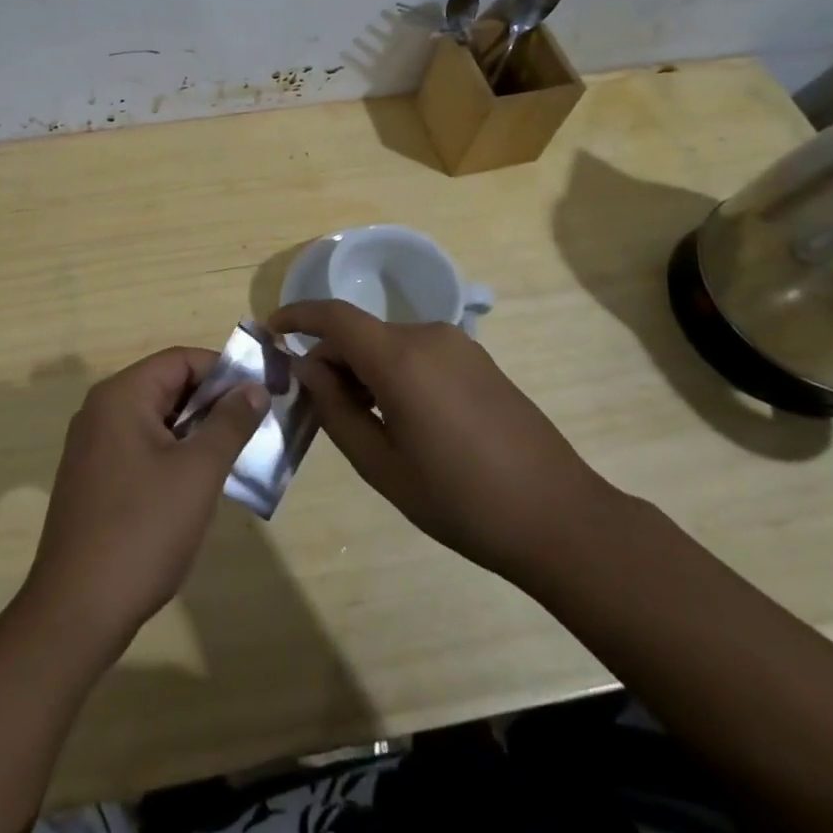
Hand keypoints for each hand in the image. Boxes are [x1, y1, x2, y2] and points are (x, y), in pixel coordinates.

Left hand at [18, 348, 267, 659]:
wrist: (77, 611)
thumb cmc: (143, 530)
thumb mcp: (198, 473)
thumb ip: (229, 423)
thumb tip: (254, 387)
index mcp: (121, 396)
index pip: (180, 360)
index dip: (224, 371)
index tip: (261, 395)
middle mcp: (101, 411)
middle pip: (167, 386)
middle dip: (213, 403)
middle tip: (256, 428)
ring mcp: (93, 446)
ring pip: (156, 420)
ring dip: (196, 432)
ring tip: (236, 457)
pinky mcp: (93, 478)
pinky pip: (141, 448)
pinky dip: (173, 455)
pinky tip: (198, 486)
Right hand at [271, 301, 615, 577]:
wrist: (559, 517)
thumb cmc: (460, 500)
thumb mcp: (382, 465)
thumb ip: (336, 410)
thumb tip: (309, 369)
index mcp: (401, 358)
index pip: (334, 316)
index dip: (298, 316)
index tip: (272, 330)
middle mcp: (428, 336)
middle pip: (361, 332)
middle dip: (332, 359)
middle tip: (319, 405)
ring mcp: (459, 346)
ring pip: (389, 343)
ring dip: (364, 368)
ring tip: (362, 420)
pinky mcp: (479, 361)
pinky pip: (419, 352)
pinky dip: (394, 371)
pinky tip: (403, 417)